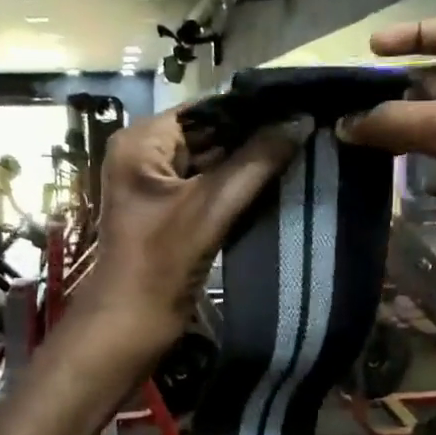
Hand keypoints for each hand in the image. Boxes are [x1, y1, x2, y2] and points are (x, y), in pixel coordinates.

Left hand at [78, 108, 308, 356]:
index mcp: (141, 141)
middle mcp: (145, 153)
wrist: (128, 328)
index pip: (205, 109)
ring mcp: (158, 184)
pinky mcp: (171, 210)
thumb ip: (256, 162)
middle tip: (307, 130)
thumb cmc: (160, 265)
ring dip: (251, 162)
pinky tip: (277, 180)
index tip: (300, 106)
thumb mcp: (210, 208)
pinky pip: (210, 186)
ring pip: (213, 161)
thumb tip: (300, 120)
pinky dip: (239, 185)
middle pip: (210, 133)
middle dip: (254, 136)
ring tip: (301, 150)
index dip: (251, 109)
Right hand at [337, 19, 435, 314]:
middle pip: (434, 86)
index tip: (371, 49)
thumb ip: (408, 121)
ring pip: (427, 132)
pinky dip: (403, 173)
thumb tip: (347, 123)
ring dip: (392, 132)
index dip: (417, 33)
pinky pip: (431, 174)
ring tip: (346, 139)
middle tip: (343, 104)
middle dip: (393, 88)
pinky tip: (374, 177)